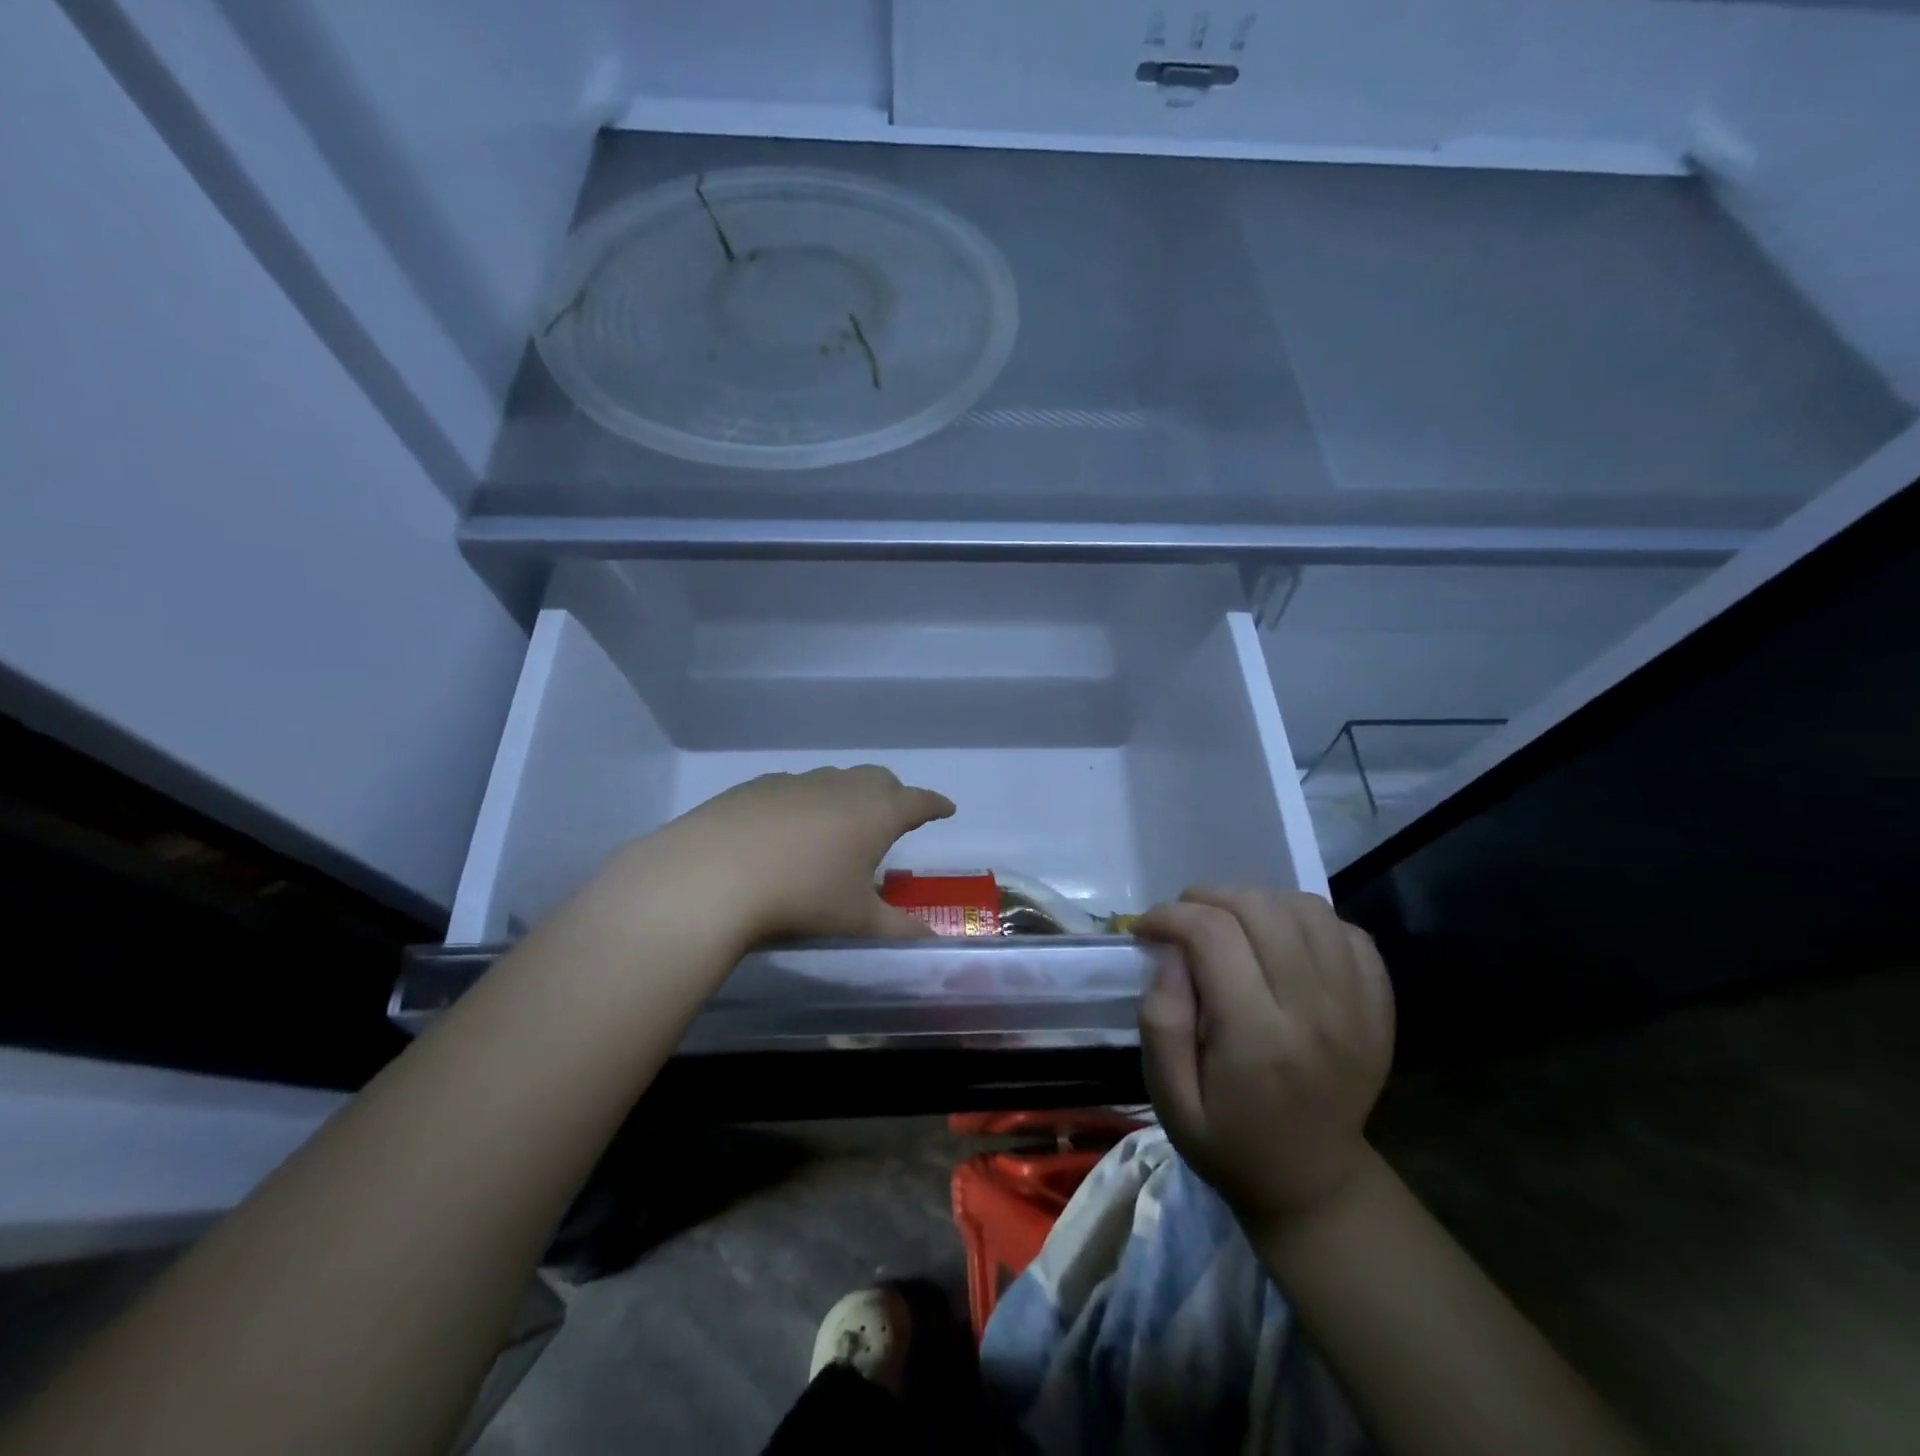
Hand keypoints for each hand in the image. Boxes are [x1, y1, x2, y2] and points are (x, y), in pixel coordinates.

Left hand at [633, 766, 955, 945]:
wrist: (711, 876)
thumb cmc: (801, 897)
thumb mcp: (856, 920)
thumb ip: (899, 930)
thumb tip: (934, 942)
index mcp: (875, 813)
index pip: (917, 801)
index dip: (934, 805)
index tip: (946, 808)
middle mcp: (840, 787)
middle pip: (878, 779)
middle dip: (893, 795)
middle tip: (894, 817)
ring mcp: (796, 782)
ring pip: (834, 780)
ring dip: (847, 796)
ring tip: (840, 826)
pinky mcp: (756, 787)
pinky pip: (794, 788)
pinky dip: (804, 802)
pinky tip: (787, 828)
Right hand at [1135, 889, 1394, 1229]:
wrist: (1315, 1184)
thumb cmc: (1229, 1141)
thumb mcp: (1170, 1100)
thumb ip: (1161, 1023)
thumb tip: (1171, 954)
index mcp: (1259, 1039)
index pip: (1213, 936)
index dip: (1170, 916)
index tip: (1146, 929)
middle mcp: (1316, 1013)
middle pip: (1261, 910)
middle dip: (1208, 898)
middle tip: (1182, 918)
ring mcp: (1357, 1007)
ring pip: (1307, 909)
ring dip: (1257, 901)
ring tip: (1229, 923)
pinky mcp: (1379, 1006)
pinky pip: (1347, 931)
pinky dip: (1307, 921)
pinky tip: (1279, 941)